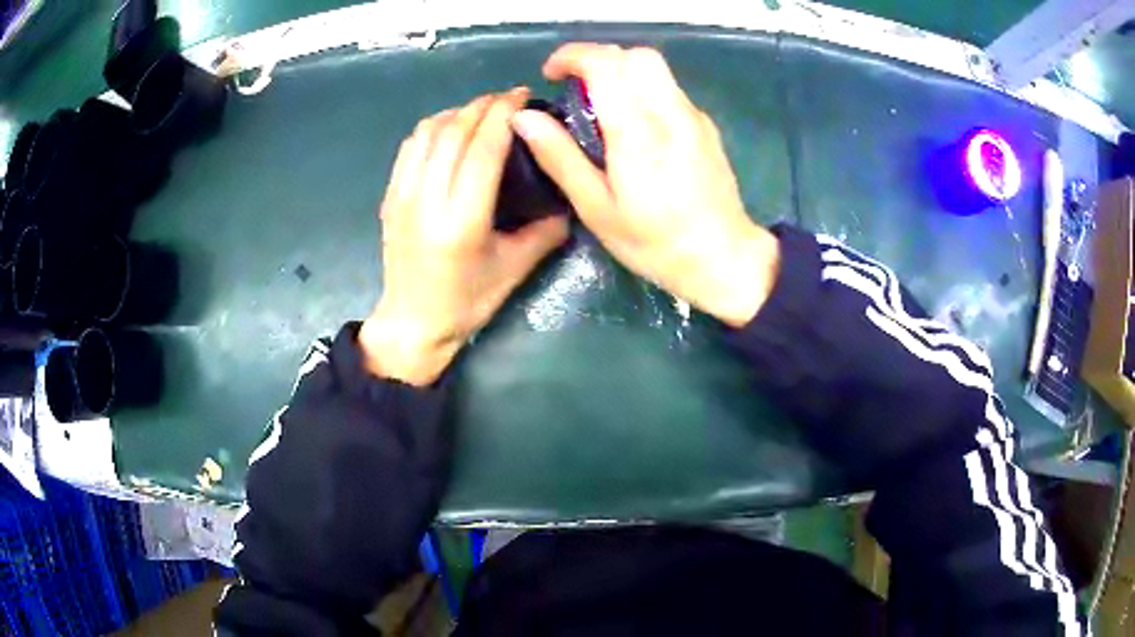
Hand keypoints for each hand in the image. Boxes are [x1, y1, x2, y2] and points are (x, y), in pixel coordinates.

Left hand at [360, 89, 569, 385]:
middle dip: (484, 105)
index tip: (522, 95)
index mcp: (461, 220)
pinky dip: (433, 127)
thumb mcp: (513, 270)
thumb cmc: (466, 302)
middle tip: (509, 97)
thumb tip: (568, 199)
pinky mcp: (390, 196)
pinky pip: (410, 146)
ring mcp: (402, 195)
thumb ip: (545, 231)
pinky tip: (450, 128)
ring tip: (482, 110)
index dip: (504, 114)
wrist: (412, 323)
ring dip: (457, 111)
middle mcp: (426, 200)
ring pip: (428, 132)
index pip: (483, 148)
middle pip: (454, 131)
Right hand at [511, 44, 779, 326]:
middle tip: (577, 88)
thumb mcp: (597, 208)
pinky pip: (669, 89)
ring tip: (602, 107)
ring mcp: (693, 116)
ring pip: (656, 68)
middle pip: (636, 55)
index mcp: (638, 132)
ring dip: (621, 72)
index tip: (552, 75)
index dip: (572, 56)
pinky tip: (635, 127)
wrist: (724, 258)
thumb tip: (524, 118)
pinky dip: (643, 90)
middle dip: (599, 58)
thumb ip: (560, 157)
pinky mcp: (705, 125)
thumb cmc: (655, 243)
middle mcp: (670, 112)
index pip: (606, 63)